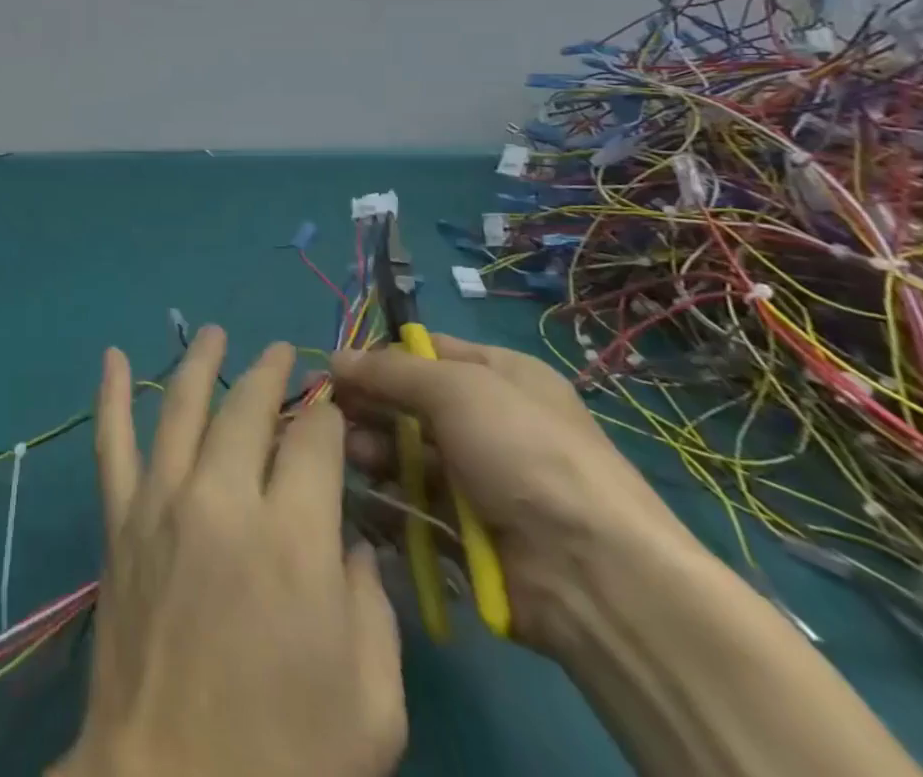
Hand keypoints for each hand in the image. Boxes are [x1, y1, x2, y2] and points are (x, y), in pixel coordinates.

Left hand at [56, 327, 404, 776]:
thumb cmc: (287, 758)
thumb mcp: (372, 703)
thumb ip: (373, 606)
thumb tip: (350, 537)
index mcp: (293, 540)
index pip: (315, 440)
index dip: (328, 416)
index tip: (334, 408)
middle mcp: (223, 498)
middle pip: (249, 408)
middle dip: (272, 374)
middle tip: (282, 352)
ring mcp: (162, 500)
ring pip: (182, 405)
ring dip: (201, 362)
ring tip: (217, 333)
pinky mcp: (119, 517)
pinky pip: (111, 440)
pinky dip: (109, 393)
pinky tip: (111, 356)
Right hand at [332, 333, 693, 653]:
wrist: (594, 572)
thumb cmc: (525, 451)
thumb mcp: (455, 387)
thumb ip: (390, 370)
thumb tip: (335, 358)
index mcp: (500, 374)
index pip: (425, 351)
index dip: (379, 357)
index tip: (336, 370)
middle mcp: (490, 419)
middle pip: (410, 401)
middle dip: (368, 404)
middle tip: (328, 412)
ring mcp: (481, 476)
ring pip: (407, 449)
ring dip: (374, 447)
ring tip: (354, 454)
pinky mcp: (469, 527)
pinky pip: (415, 498)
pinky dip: (388, 492)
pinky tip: (364, 489)